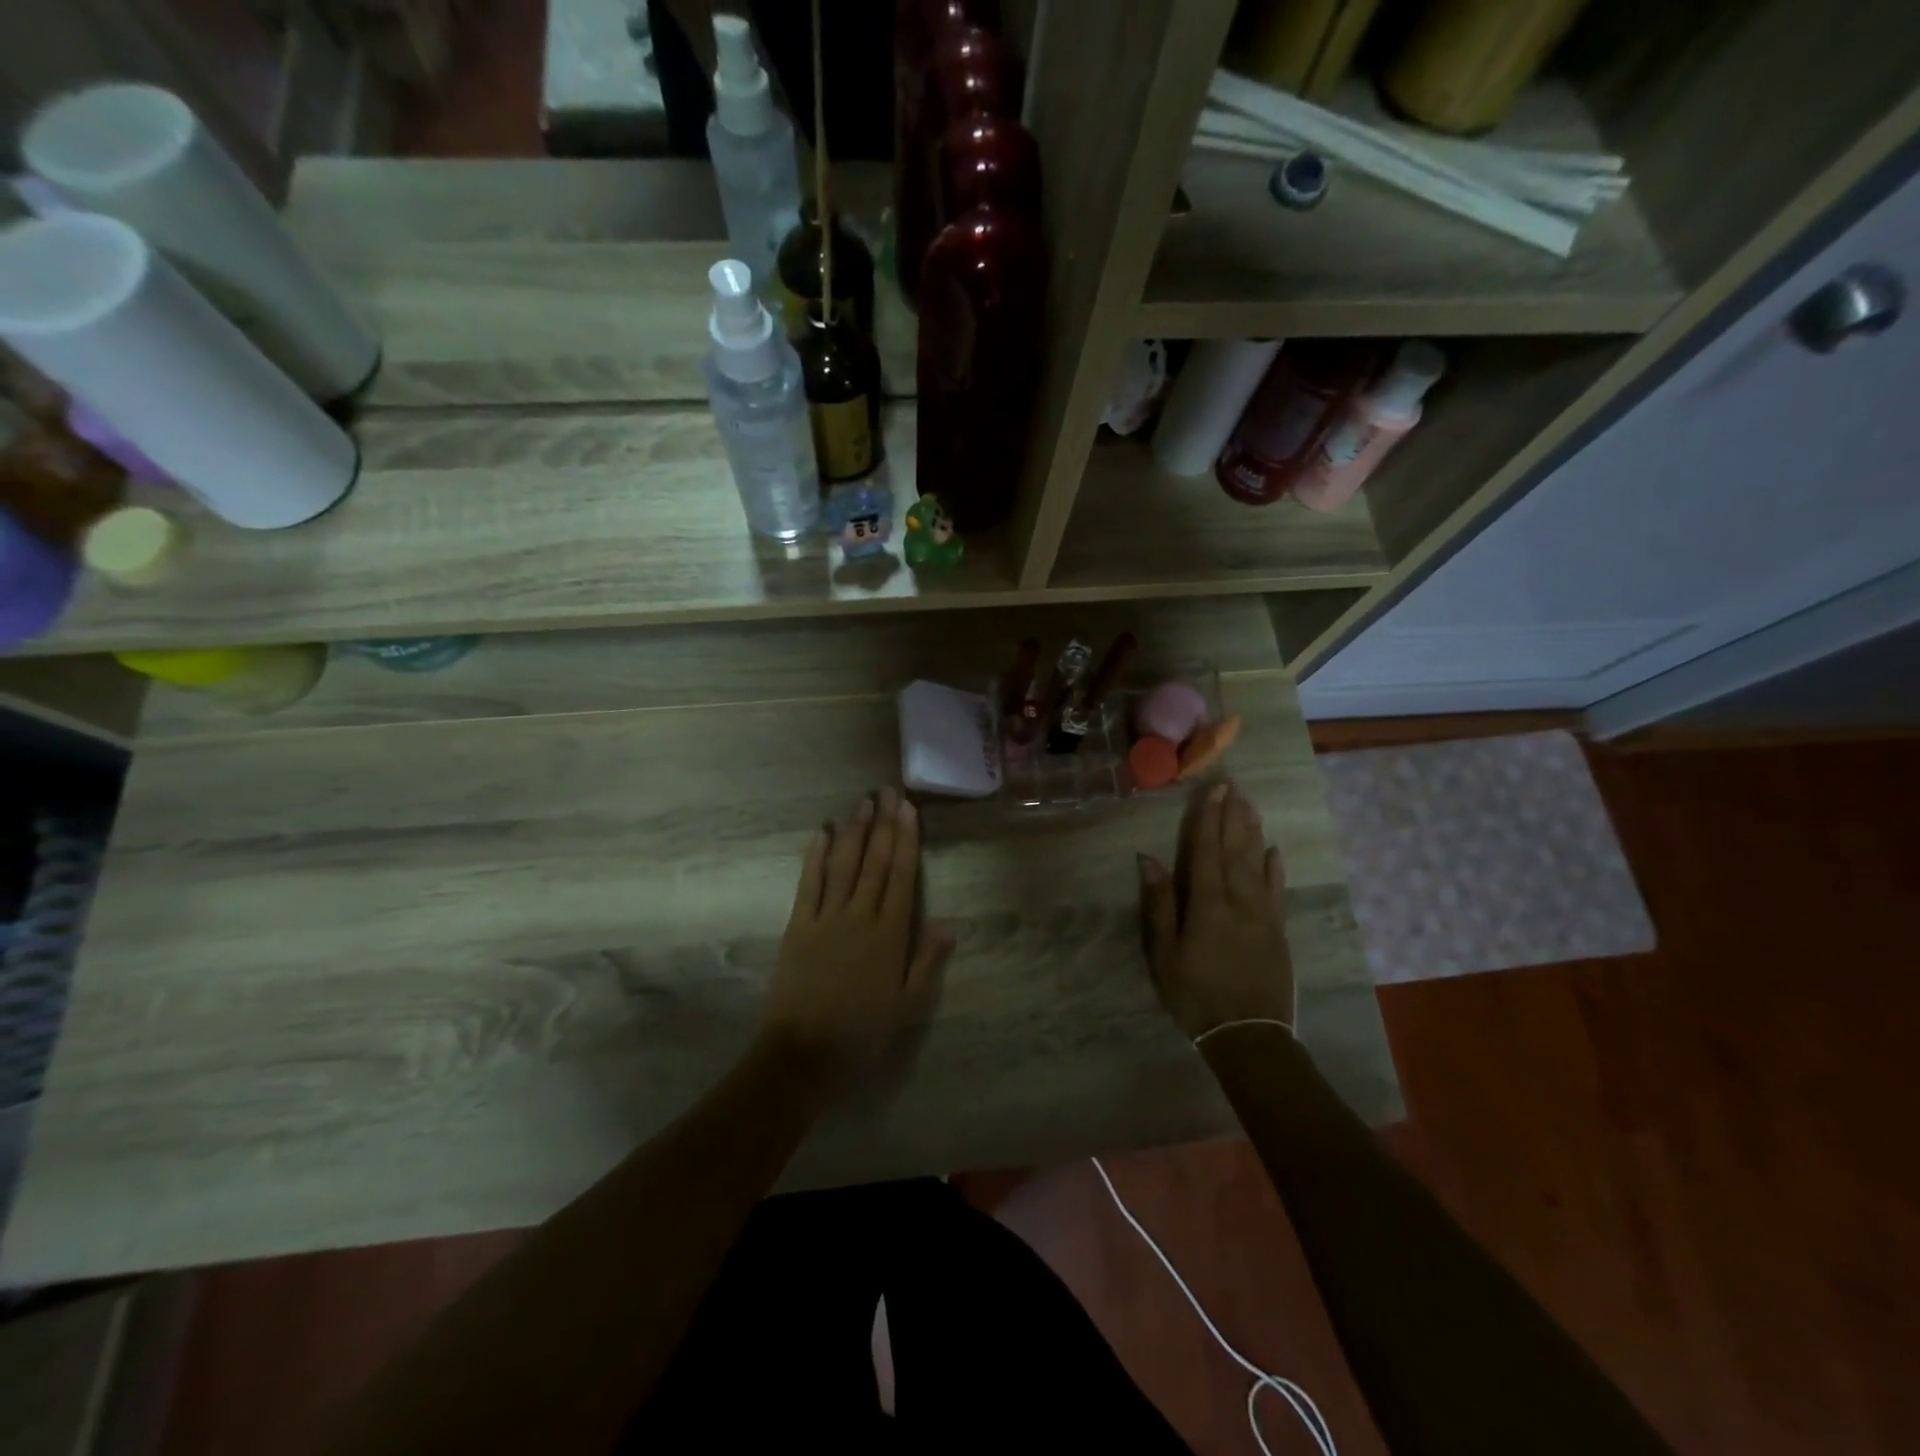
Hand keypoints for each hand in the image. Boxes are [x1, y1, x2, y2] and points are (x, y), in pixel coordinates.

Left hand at [761, 788, 952, 1094]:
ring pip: (844, 864)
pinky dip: (816, 855)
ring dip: (855, 831)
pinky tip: (822, 831)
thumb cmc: (862, 1033)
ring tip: (863, 803)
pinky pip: (809, 882)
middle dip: (884, 824)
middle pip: (875, 861)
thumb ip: (926, 962)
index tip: (908, 809)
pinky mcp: (799, 925)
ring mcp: (826, 917)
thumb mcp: (907, 1005)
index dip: (907, 839)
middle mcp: (860, 915)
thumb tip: (947, 924)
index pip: (902, 875)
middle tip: (888, 791)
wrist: (804, 1054)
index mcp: (890, 934)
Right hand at [1138, 782, 1295, 1040]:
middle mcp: (1239, 901)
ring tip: (1251, 806)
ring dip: (1254, 833)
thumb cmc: (1195, 995)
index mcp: (1207, 904)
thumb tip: (1149, 859)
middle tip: (1234, 787)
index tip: (1213, 791)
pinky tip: (1275, 851)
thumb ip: (1159, 905)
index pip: (1206, 851)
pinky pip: (1278, 891)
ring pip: (1258, 864)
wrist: (1249, 1035)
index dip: (1208, 820)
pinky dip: (1276, 869)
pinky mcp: (1278, 931)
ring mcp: (1263, 915)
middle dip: (1233, 817)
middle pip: (1235, 850)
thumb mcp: (1165, 954)